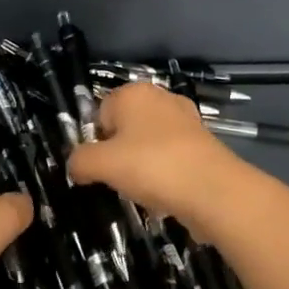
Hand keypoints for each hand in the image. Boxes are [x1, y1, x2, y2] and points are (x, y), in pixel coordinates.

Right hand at [68, 82, 246, 231]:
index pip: (100, 113)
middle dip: (120, 155)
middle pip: (125, 127)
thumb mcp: (102, 165)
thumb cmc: (151, 166)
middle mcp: (160, 97)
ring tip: (145, 191)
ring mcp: (185, 119)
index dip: (97, 142)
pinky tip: (166, 195)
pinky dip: (166, 174)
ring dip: (142, 167)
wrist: (213, 190)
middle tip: (121, 180)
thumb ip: (80, 161)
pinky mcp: (202, 142)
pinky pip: (171, 157)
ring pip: (149, 144)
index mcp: (133, 92)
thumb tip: (74, 165)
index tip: (102, 168)